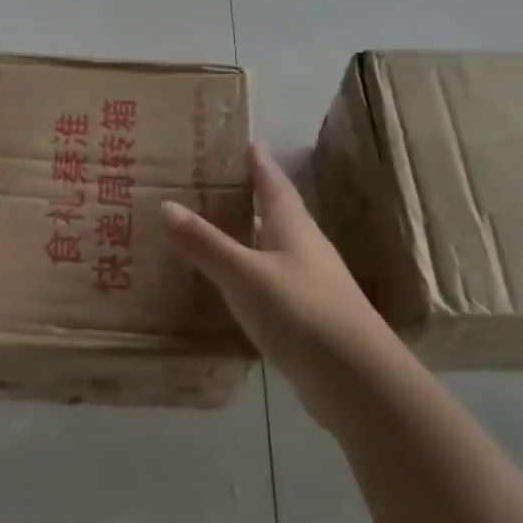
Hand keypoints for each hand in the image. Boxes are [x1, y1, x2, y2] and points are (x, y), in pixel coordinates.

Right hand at [161, 144, 397, 426]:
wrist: (357, 381)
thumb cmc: (301, 312)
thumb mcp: (244, 274)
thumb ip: (205, 243)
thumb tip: (165, 206)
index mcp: (293, 226)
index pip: (273, 182)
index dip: (258, 161)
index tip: (242, 140)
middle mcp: (304, 247)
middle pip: (274, 211)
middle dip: (247, 195)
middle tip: (209, 182)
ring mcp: (309, 283)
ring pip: (271, 247)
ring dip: (245, 235)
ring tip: (209, 228)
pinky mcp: (306, 316)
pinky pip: (269, 281)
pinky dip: (247, 273)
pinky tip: (227, 283)